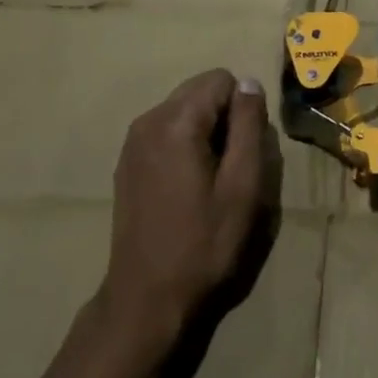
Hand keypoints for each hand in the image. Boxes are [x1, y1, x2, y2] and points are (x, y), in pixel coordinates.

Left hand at [97, 69, 272, 347]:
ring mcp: (132, 142)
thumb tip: (249, 83)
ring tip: (212, 177)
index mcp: (175, 123)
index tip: (244, 149)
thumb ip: (249, 126)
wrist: (146, 298)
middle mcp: (148, 121)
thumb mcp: (242, 185)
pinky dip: (186, 142)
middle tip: (231, 164)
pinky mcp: (127, 161)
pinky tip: (189, 184)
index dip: (243, 108)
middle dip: (224, 115)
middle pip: (200, 89)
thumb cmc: (203, 242)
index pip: (221, 79)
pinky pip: (167, 129)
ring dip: (206, 130)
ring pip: (184, 108)